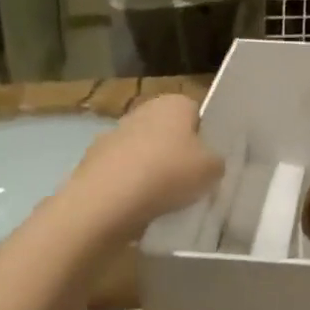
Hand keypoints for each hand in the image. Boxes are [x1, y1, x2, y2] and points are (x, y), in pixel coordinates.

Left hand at [65, 94, 220, 237]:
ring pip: (144, 151)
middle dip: (178, 152)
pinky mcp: (92, 161)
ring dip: (152, 169)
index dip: (205, 136)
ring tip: (165, 199)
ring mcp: (114, 134)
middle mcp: (143, 110)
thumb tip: (210, 163)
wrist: (105, 202)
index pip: (197, 113)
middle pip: (169, 131)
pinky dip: (130, 185)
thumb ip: (216, 162)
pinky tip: (139, 207)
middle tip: (191, 180)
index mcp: (174, 103)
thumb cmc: (168, 174)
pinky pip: (122, 172)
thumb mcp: (212, 170)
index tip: (209, 160)